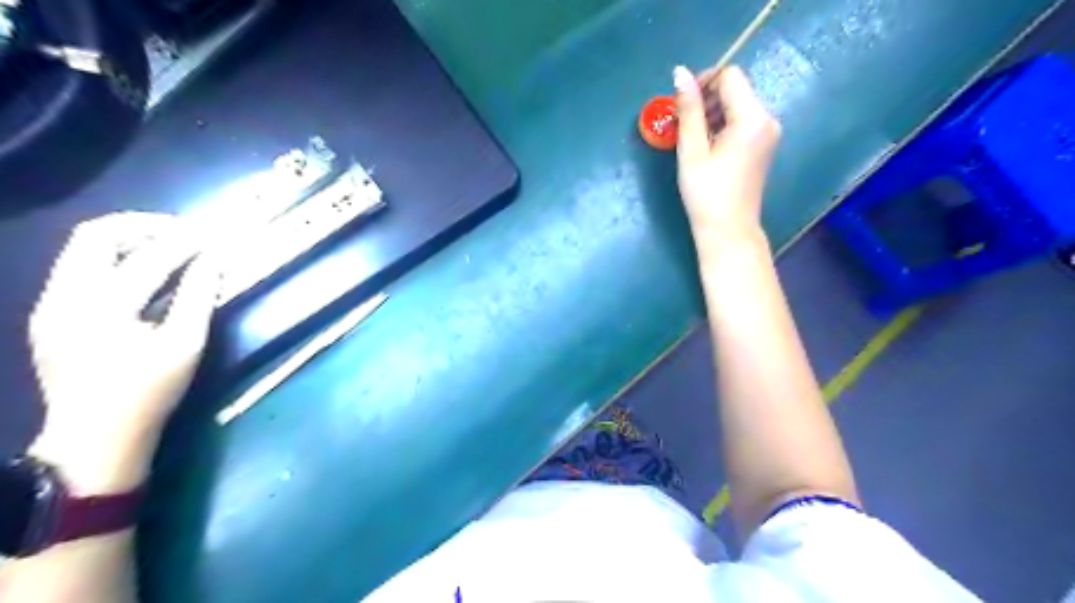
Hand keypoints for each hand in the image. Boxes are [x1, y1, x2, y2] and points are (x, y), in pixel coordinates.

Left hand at [29, 212, 218, 494]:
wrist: (93, 439)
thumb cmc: (149, 393)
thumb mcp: (185, 346)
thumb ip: (198, 297)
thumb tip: (214, 261)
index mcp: (102, 307)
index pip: (148, 257)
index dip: (185, 241)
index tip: (212, 234)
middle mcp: (65, 296)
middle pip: (95, 236)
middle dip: (143, 226)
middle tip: (184, 233)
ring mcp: (50, 305)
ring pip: (83, 249)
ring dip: (128, 240)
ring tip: (169, 248)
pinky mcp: (49, 315)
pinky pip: (79, 269)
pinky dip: (115, 261)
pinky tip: (144, 276)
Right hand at [674, 63, 776, 245]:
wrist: (728, 230)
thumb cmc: (706, 193)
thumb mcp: (692, 150)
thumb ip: (688, 109)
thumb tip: (680, 72)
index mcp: (753, 117)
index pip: (730, 76)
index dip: (703, 82)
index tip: (681, 105)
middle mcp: (767, 119)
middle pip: (735, 89)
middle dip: (706, 100)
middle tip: (681, 125)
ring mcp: (768, 133)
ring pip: (737, 106)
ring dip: (711, 115)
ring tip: (691, 140)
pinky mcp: (763, 146)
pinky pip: (741, 123)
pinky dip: (721, 127)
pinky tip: (706, 149)